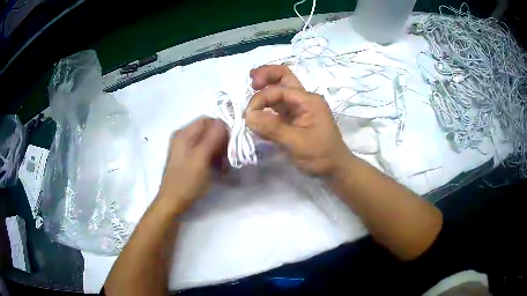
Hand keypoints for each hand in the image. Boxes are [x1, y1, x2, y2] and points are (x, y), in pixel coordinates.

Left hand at [157, 118, 226, 213]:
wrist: (172, 202)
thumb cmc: (186, 180)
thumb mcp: (201, 157)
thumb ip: (213, 137)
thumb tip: (224, 120)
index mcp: (184, 133)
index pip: (207, 119)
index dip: (222, 126)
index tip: (232, 140)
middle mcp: (183, 137)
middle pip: (207, 130)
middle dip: (221, 140)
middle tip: (229, 155)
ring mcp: (184, 148)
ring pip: (207, 141)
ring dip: (218, 150)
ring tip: (225, 164)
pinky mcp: (187, 159)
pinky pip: (203, 151)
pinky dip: (212, 157)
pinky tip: (218, 168)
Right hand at [246, 65, 352, 176]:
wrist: (335, 169)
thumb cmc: (321, 155)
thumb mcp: (297, 142)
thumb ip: (273, 127)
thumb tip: (248, 115)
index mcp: (308, 101)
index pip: (280, 90)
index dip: (261, 98)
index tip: (248, 116)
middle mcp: (303, 100)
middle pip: (284, 78)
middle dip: (266, 75)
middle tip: (251, 81)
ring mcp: (298, 109)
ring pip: (279, 90)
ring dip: (265, 89)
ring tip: (251, 91)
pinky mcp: (293, 119)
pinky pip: (277, 107)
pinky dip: (266, 106)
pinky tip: (257, 110)